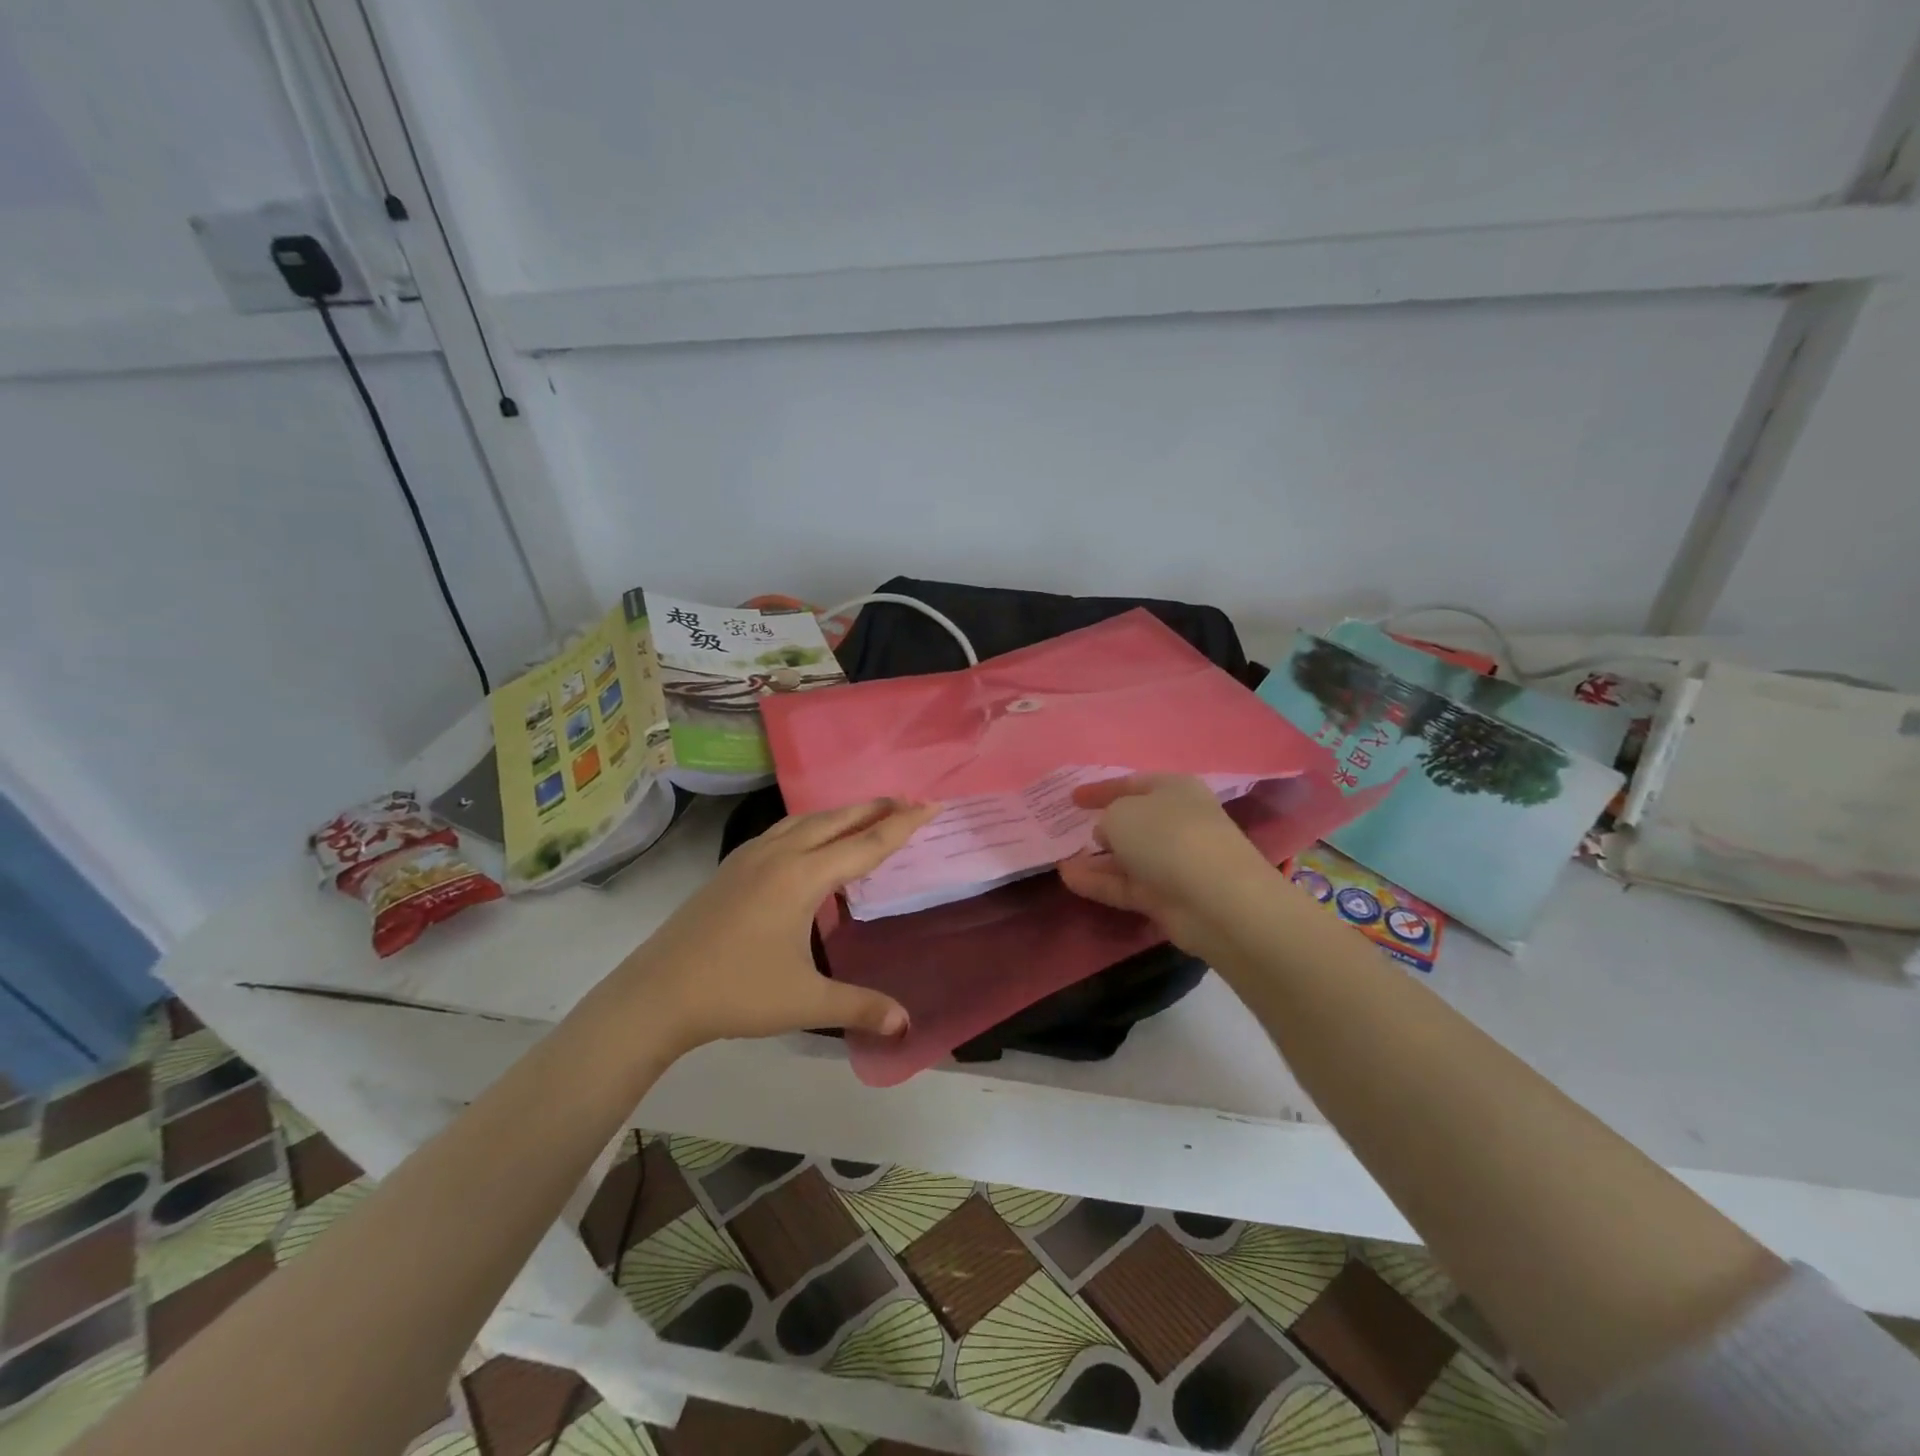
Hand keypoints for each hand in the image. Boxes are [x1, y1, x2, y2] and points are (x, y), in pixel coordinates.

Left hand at [617, 798, 938, 1051]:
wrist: (658, 992)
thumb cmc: (736, 992)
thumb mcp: (805, 1002)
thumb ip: (859, 1007)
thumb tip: (906, 1024)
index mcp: (802, 877)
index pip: (865, 844)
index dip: (903, 825)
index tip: (931, 804)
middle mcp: (779, 854)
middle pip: (837, 820)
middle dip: (876, 808)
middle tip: (910, 800)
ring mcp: (751, 856)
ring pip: (807, 820)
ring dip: (842, 813)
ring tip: (867, 813)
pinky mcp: (733, 867)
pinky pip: (784, 830)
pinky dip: (812, 824)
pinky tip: (812, 840)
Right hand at [1058, 774, 1276, 953]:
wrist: (1215, 898)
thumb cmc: (1167, 836)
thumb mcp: (1122, 813)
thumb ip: (1107, 817)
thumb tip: (1108, 833)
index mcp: (1174, 789)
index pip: (1132, 783)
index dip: (1101, 788)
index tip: (1072, 797)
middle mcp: (1177, 822)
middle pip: (1134, 822)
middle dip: (1102, 826)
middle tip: (1068, 830)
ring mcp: (1174, 862)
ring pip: (1128, 857)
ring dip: (1095, 859)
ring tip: (1060, 860)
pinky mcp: (1167, 897)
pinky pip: (1126, 885)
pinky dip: (1099, 882)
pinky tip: (1068, 879)